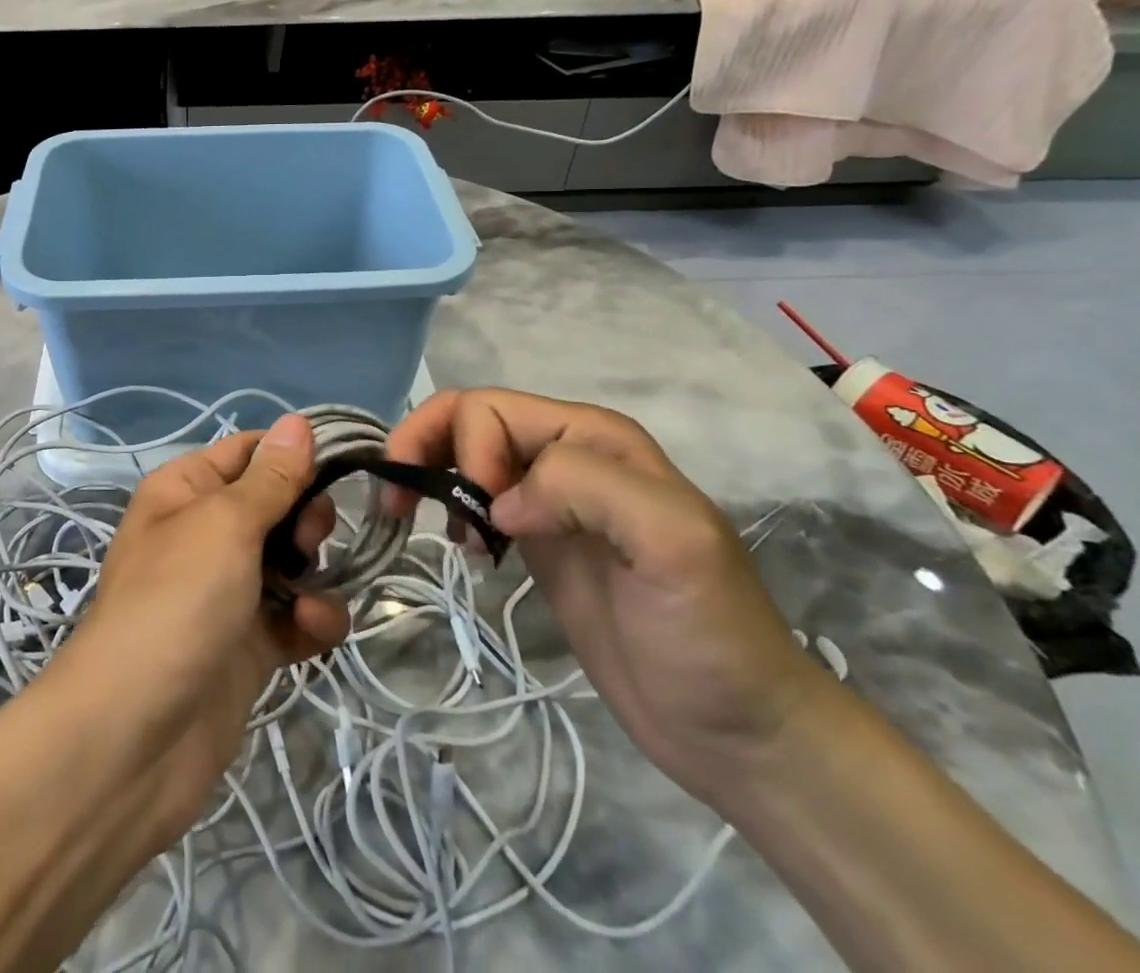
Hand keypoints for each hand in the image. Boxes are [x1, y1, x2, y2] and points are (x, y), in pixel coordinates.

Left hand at [55, 414, 349, 851]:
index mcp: (186, 490)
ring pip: (293, 562)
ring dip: (315, 573)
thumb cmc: (177, 601)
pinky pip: (295, 616)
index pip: (249, 451)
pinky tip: (314, 631)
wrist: (136, 737)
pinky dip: (312, 620)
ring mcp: (227, 591)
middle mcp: (205, 533)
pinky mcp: (248, 644)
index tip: (339, 465)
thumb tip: (298, 422)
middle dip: (306, 518)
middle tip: (308, 540)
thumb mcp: (225, 524)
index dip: (293, 455)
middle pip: (277, 505)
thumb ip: (271, 477)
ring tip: (308, 594)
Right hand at [387, 389, 835, 805]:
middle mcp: (567, 453)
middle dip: (425, 447)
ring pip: (465, 454)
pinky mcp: (540, 540)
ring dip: (432, 476)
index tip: (481, 519)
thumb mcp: (670, 543)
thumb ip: (585, 487)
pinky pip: (476, 498)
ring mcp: (551, 499)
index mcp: (592, 437)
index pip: (490, 409)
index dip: (466, 451)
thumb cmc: (710, 634)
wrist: (738, 730)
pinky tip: (462, 548)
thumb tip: (499, 503)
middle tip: (401, 504)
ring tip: (431, 529)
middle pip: (468, 420)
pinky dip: (449, 508)